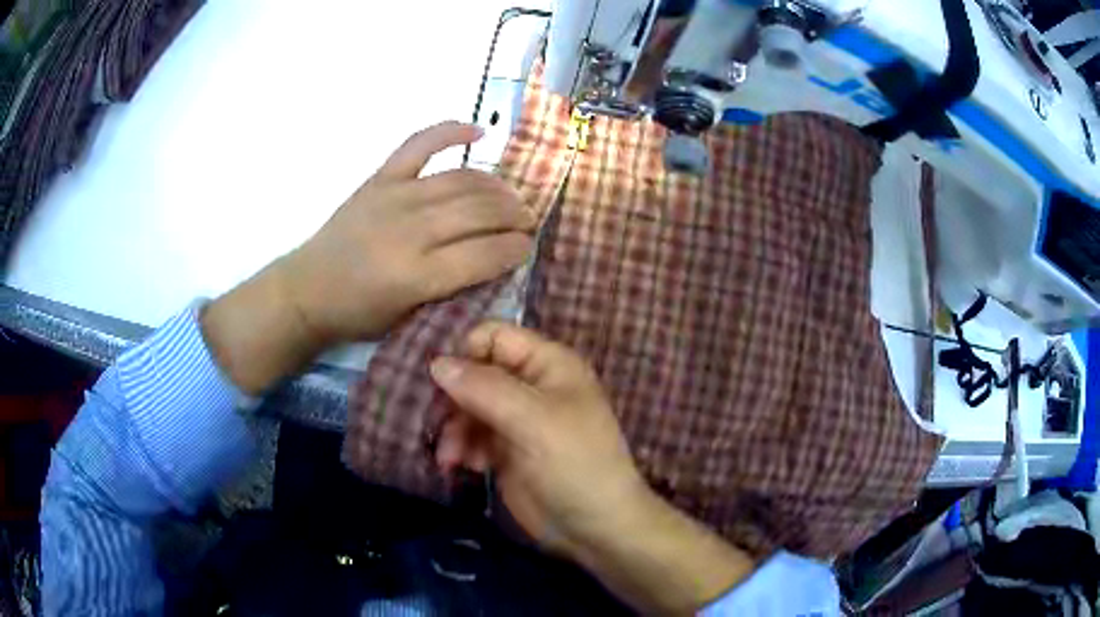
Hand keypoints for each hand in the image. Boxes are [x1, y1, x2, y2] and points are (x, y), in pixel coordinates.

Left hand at [281, 121, 534, 344]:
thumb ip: (453, 290)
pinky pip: (420, 143)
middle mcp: (410, 230)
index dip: (516, 248)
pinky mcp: (381, 178)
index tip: (527, 248)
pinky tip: (478, 131)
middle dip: (514, 215)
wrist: (307, 290)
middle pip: (479, 211)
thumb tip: (494, 261)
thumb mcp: (410, 319)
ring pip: (463, 179)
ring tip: (511, 197)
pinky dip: (451, 131)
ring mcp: (395, 196)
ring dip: (497, 186)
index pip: (485, 253)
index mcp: (417, 275)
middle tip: (526, 222)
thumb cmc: (359, 314)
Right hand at [430, 322, 755, 614]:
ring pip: (468, 406)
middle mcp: (530, 386)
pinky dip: (461, 448)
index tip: (441, 379)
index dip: (466, 352)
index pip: (495, 336)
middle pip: (476, 373)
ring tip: (450, 455)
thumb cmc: (574, 464)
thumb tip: (437, 362)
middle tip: (440, 422)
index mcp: (548, 364)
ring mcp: (517, 420)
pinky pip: (472, 437)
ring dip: (454, 428)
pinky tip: (460, 466)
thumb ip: (484, 388)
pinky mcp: (505, 451)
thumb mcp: (532, 420)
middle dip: (454, 397)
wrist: (594, 527)